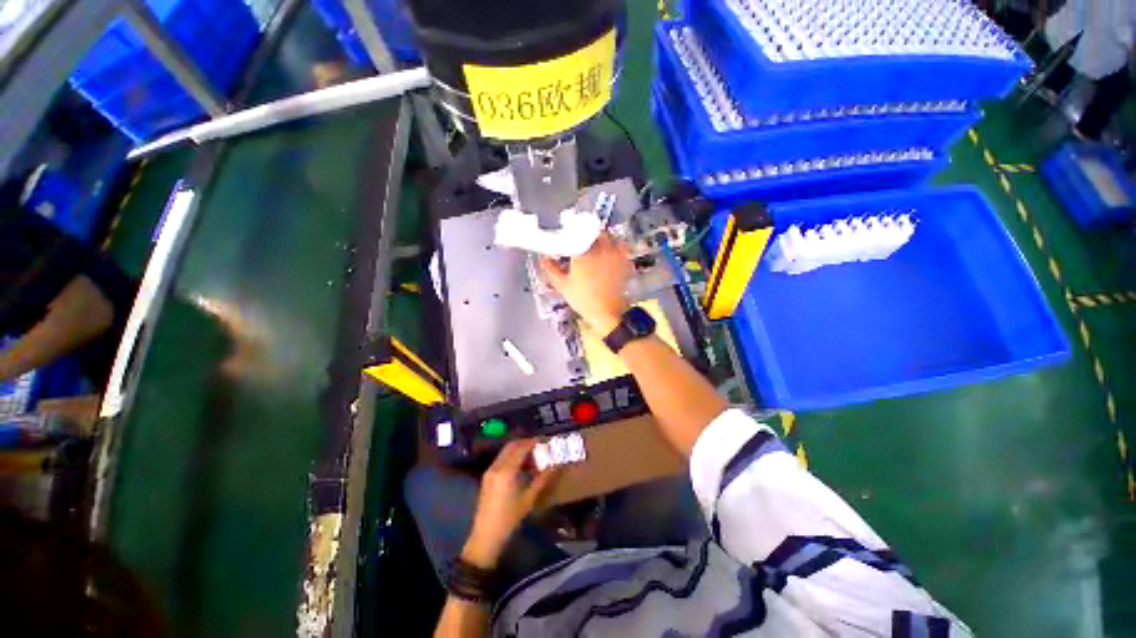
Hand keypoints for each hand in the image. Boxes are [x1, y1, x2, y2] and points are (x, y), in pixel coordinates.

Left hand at [462, 440, 560, 569]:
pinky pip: (500, 459)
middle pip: (511, 446)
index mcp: (507, 471)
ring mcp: (490, 471)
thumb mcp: (529, 499)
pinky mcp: (487, 477)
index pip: (521, 448)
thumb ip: (542, 480)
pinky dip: (510, 457)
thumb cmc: (510, 518)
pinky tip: (520, 466)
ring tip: (531, 456)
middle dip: (524, 443)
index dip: (532, 442)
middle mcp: (496, 466)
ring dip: (517, 449)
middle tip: (537, 446)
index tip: (543, 440)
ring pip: (505, 452)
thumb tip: (555, 465)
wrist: (486, 536)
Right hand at [539, 232, 630, 334]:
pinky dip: (615, 247)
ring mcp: (614, 254)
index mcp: (583, 252)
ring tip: (595, 248)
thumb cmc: (584, 300)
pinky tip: (609, 255)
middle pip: (593, 231)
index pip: (574, 234)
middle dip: (586, 235)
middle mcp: (600, 248)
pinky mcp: (624, 261)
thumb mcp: (563, 285)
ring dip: (601, 238)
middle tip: (581, 244)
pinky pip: (620, 247)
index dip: (569, 235)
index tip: (566, 240)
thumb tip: (544, 259)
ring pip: (608, 236)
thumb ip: (551, 269)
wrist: (607, 312)